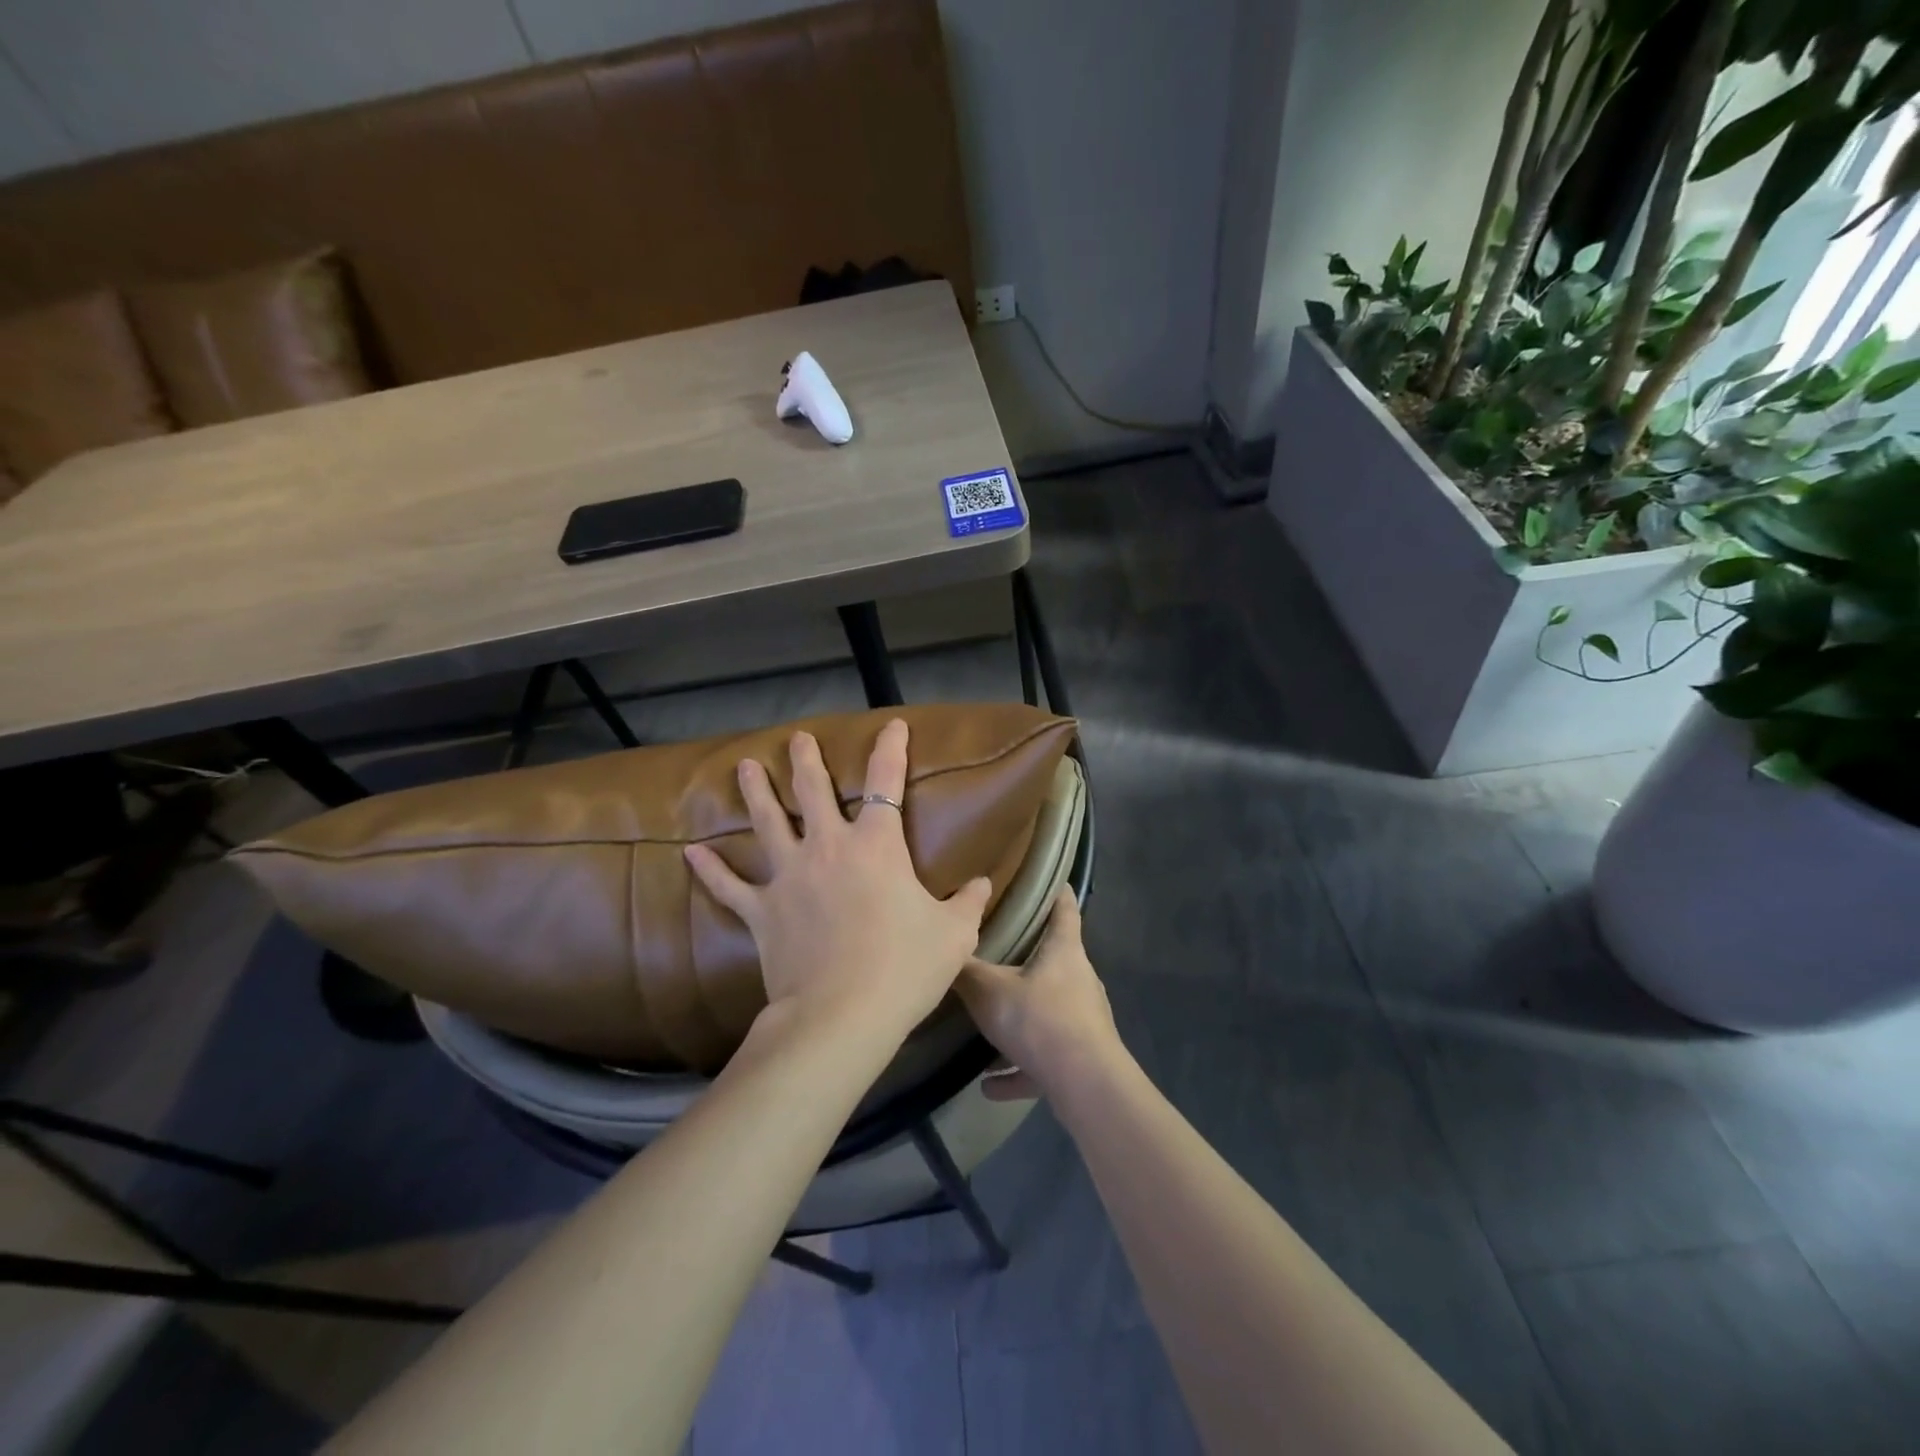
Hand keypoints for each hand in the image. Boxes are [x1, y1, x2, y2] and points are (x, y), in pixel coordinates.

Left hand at [683, 719, 992, 1037]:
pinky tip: (691, 852)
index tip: (892, 725)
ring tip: (744, 766)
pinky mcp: (762, 910)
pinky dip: (710, 869)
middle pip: (813, 791)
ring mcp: (789, 876)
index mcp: (877, 845)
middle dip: (806, 760)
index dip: (891, 749)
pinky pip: (729, 885)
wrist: (843, 1014)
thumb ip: (968, 903)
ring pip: (767, 823)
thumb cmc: (905, 967)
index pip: (887, 782)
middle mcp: (828, 847)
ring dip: (756, 793)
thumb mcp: (954, 934)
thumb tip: (984, 885)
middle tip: (797, 738)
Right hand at [957, 889, 1122, 1101]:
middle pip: (1055, 958)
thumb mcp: (989, 992)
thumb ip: (966, 971)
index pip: (1064, 907)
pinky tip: (990, 1084)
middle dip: (1028, 956)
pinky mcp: (1081, 1057)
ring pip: (1047, 1011)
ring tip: (987, 1028)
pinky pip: (1043, 1058)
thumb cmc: (1040, 1020)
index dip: (1056, 890)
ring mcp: (1084, 1019)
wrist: (1086, 1085)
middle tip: (997, 950)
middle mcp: (1079, 979)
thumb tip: (945, 950)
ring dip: (1020, 1021)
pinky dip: (1019, 1068)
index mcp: (1064, 950)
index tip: (1046, 878)